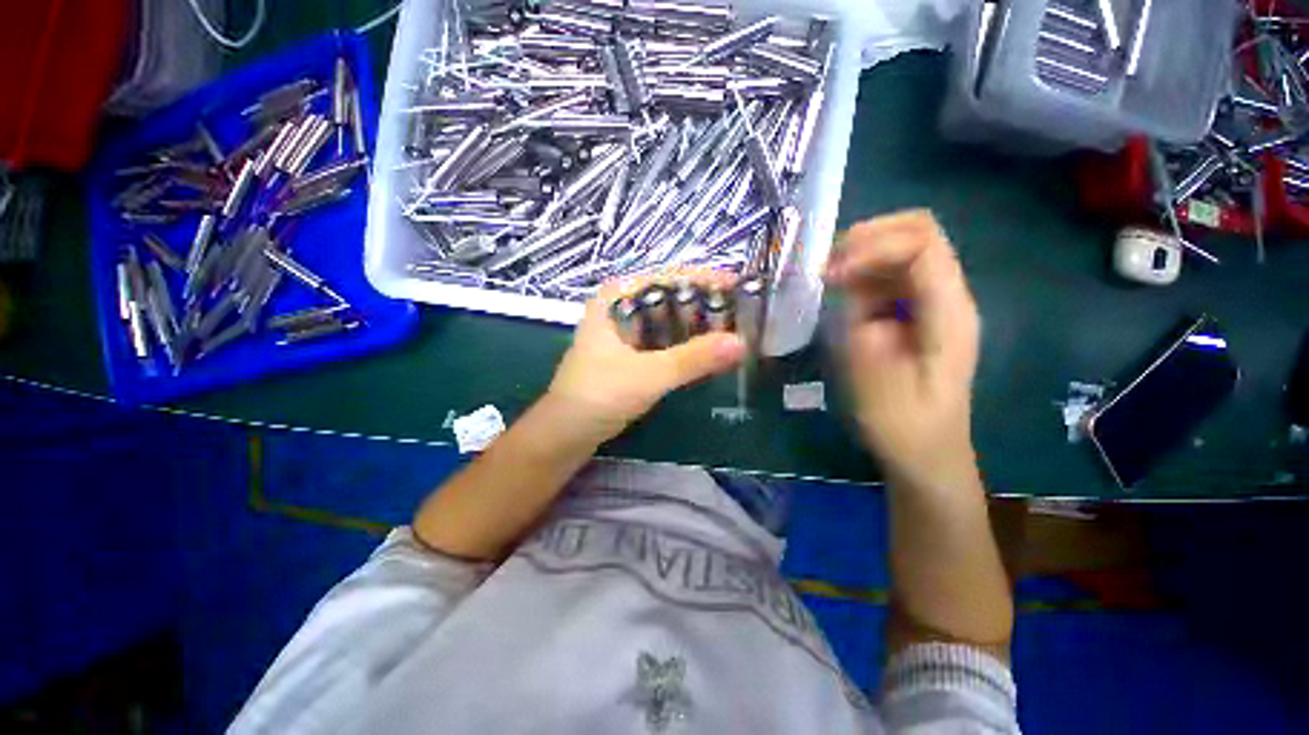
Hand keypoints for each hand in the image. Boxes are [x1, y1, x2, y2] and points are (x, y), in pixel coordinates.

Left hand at [547, 270, 746, 442]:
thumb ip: (693, 359)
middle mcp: (620, 308)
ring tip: (732, 330)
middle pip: (670, 297)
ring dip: (697, 326)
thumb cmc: (598, 396)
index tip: (739, 285)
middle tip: (742, 313)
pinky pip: (664, 341)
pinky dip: (685, 344)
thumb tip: (741, 343)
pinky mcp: (629, 354)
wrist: (566, 434)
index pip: (667, 277)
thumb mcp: (648, 375)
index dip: (704, 279)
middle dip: (704, 304)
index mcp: (616, 298)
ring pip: (668, 320)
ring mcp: (624, 332)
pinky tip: (707, 351)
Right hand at [825, 211, 980, 486]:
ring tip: (824, 280)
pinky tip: (836, 294)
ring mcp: (927, 303)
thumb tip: (850, 298)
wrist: (924, 453)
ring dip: (858, 255)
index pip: (924, 245)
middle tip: (824, 269)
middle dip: (867, 240)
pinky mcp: (909, 313)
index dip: (875, 246)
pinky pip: (884, 276)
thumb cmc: (907, 430)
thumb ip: (866, 340)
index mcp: (949, 314)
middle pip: (916, 233)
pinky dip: (856, 275)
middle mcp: (944, 297)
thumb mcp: (881, 392)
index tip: (832, 276)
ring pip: (898, 250)